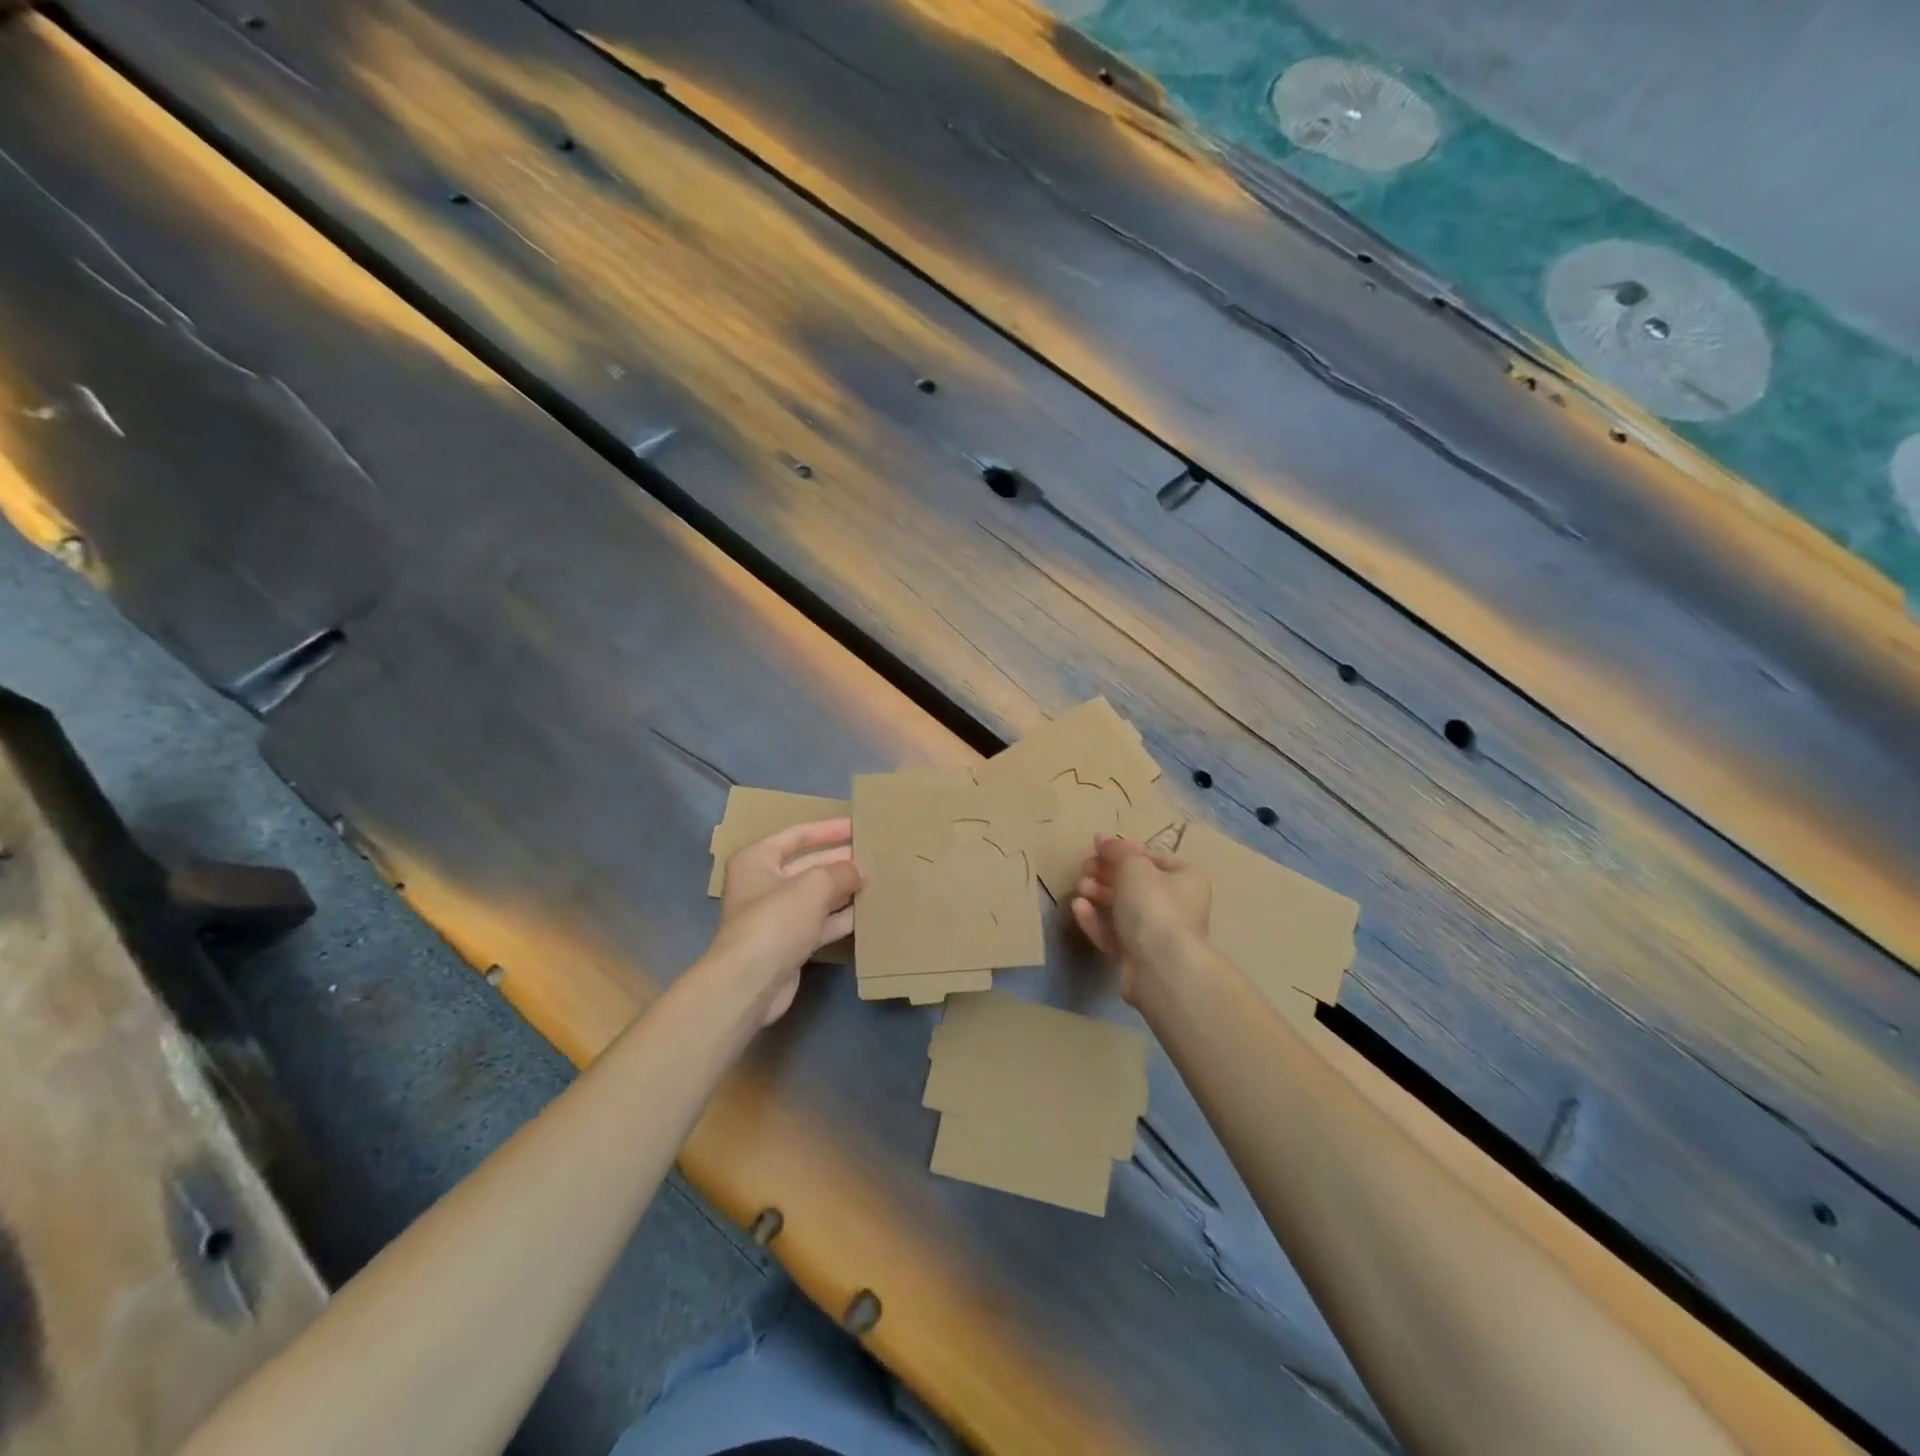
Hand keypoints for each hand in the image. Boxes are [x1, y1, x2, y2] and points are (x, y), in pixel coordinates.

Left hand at [714, 818, 863, 1024]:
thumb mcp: (813, 886)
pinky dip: (841, 917)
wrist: (750, 983)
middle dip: (840, 860)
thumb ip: (841, 872)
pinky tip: (868, 911)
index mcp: (757, 860)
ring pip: (817, 895)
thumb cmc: (775, 920)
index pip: (797, 835)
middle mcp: (764, 884)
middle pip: (808, 865)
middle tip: (874, 855)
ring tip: (878, 880)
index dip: (828, 829)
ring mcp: (777, 916)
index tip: (857, 826)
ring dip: (844, 889)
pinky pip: (820, 922)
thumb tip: (860, 871)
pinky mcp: (790, 943)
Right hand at [1071, 834, 1209, 1005]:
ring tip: (1080, 887)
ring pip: (1122, 909)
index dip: (1124, 851)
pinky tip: (1078, 908)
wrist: (1160, 967)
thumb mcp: (1133, 867)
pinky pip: (1113, 933)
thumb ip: (1116, 850)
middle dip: (1106, 874)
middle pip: (1135, 884)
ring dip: (1098, 895)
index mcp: (1185, 880)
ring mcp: (1156, 934)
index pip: (1152, 858)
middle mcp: (1176, 906)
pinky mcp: (1137, 957)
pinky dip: (1096, 920)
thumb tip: (1102, 839)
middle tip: (1084, 867)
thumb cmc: (1154, 906)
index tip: (1098, 847)